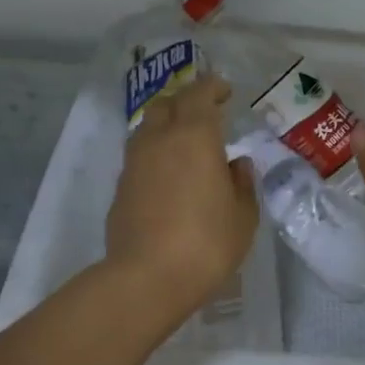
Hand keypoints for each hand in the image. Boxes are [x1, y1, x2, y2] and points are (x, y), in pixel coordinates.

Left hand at [105, 75, 258, 324]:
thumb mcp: (243, 216)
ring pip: (147, 128)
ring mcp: (134, 163)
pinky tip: (169, 176)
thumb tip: (236, 165)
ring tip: (185, 143)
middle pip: (167, 104)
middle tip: (206, 113)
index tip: (225, 90)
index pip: (200, 94)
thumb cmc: (207, 243)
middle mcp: (160, 140)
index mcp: (195, 136)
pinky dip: (155, 155)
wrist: (147, 278)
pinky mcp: (120, 188)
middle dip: (186, 101)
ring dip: (166, 126)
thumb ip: (242, 184)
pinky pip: (139, 157)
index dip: (213, 87)